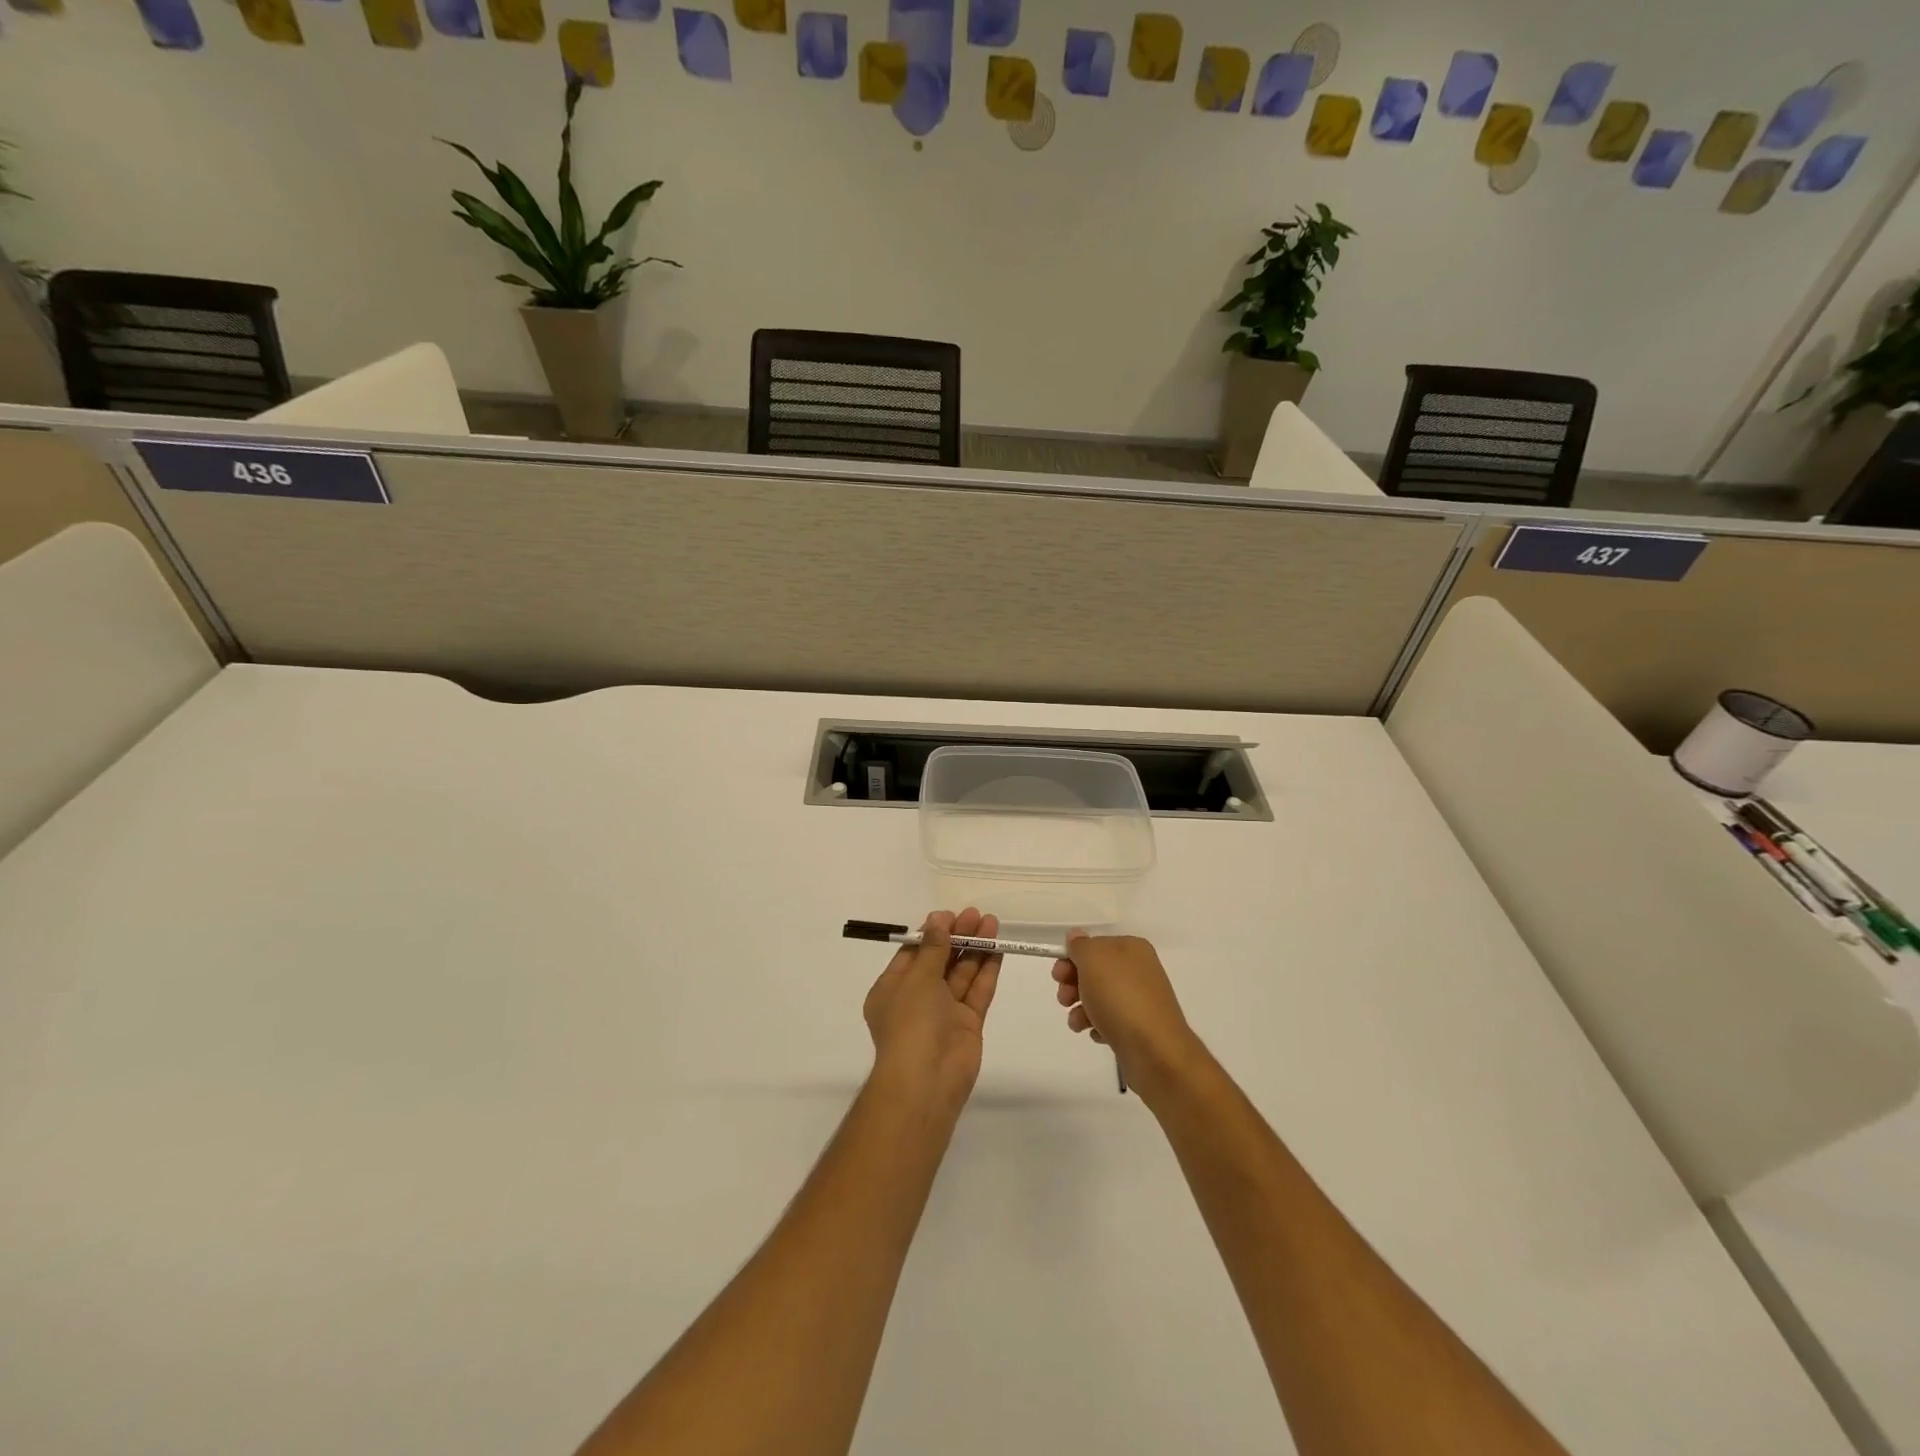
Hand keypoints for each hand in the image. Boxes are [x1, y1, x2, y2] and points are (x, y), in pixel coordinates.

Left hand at [863, 909, 1002, 1111]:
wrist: (927, 1080)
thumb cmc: (911, 1022)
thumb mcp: (917, 978)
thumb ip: (933, 949)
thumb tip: (938, 921)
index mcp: (892, 989)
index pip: (913, 954)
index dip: (932, 933)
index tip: (950, 915)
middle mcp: (917, 999)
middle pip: (940, 961)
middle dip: (957, 937)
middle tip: (976, 914)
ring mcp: (944, 1012)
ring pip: (961, 974)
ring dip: (975, 948)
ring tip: (992, 923)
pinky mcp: (967, 1024)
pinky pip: (977, 991)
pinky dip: (987, 970)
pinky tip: (998, 948)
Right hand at [1051, 931, 1204, 1093]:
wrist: (1154, 1051)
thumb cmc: (1120, 998)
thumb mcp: (1093, 960)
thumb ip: (1080, 945)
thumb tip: (1076, 937)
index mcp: (1131, 948)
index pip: (1093, 945)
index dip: (1071, 958)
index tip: (1057, 975)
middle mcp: (1138, 970)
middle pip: (1094, 971)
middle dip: (1073, 984)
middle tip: (1064, 999)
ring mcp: (1140, 1000)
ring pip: (1099, 998)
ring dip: (1080, 1008)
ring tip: (1077, 1022)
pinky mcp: (1138, 1027)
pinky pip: (1109, 1021)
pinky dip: (1098, 1025)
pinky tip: (1097, 1033)